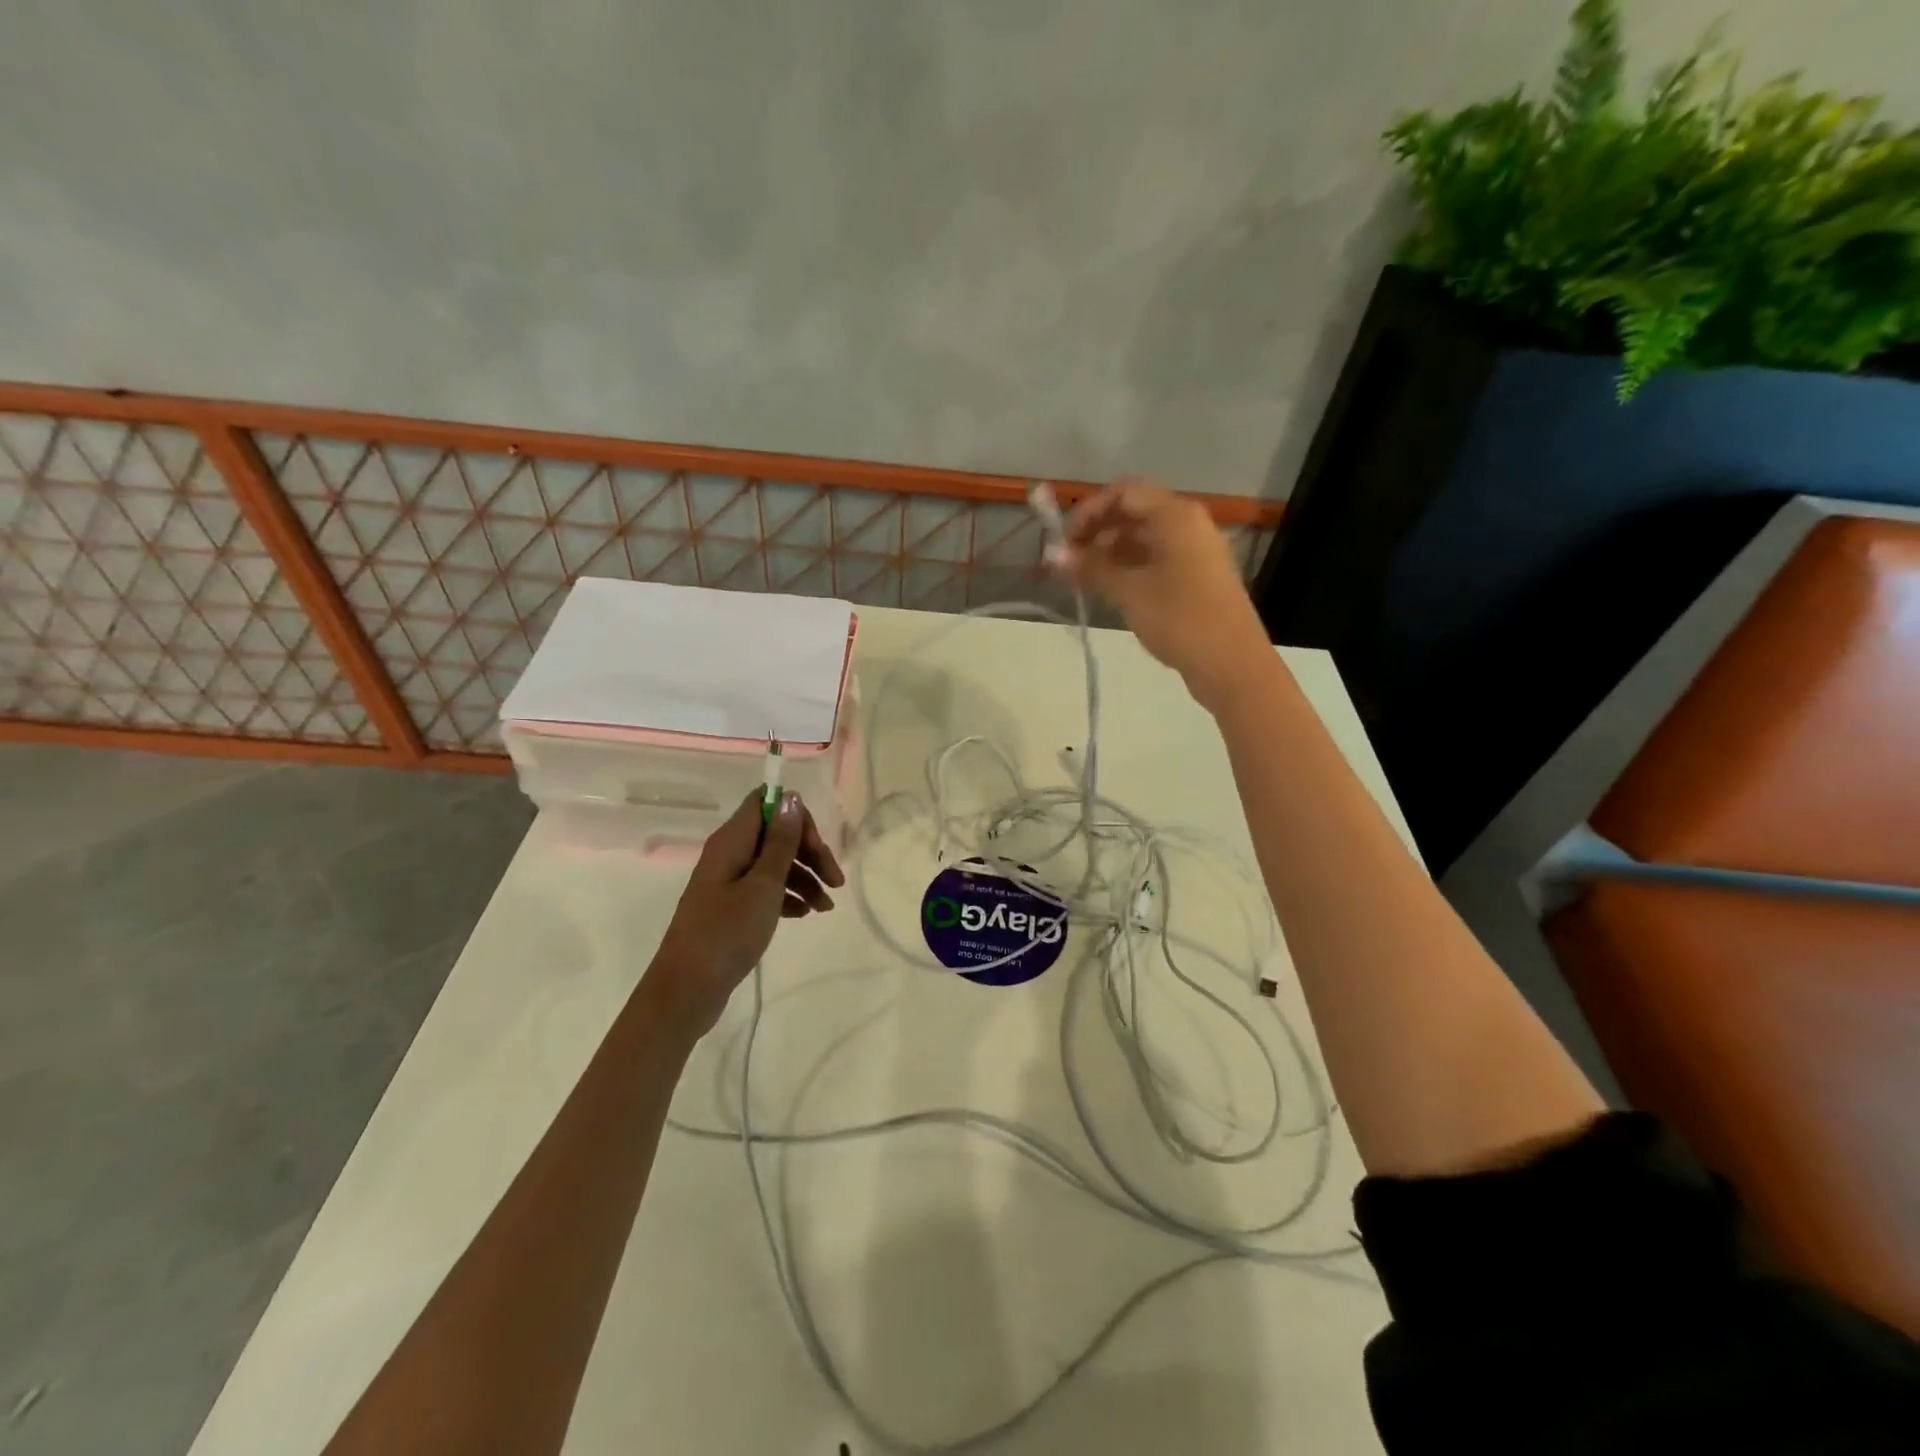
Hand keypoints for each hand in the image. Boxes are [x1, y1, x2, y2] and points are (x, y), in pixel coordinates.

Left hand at [645, 791, 845, 1034]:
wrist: (687, 990)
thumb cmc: (727, 933)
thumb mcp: (763, 885)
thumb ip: (780, 842)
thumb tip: (790, 797)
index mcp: (732, 841)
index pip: (766, 803)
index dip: (796, 817)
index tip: (817, 846)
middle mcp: (729, 854)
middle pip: (776, 835)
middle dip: (809, 852)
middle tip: (836, 881)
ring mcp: (728, 881)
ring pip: (775, 864)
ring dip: (805, 878)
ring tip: (826, 908)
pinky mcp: (731, 907)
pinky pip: (766, 889)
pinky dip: (789, 896)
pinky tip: (805, 915)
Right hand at [1059, 479, 1268, 708]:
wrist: (1232, 664)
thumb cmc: (1180, 620)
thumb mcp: (1129, 593)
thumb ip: (1091, 569)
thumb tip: (1053, 556)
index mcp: (1176, 516)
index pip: (1123, 493)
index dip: (1089, 511)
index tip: (1064, 542)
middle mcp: (1188, 524)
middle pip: (1133, 513)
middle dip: (1097, 532)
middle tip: (1068, 562)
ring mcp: (1194, 551)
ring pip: (1143, 538)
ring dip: (1110, 552)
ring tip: (1082, 579)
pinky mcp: (1196, 576)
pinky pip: (1155, 559)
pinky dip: (1129, 567)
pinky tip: (1107, 589)